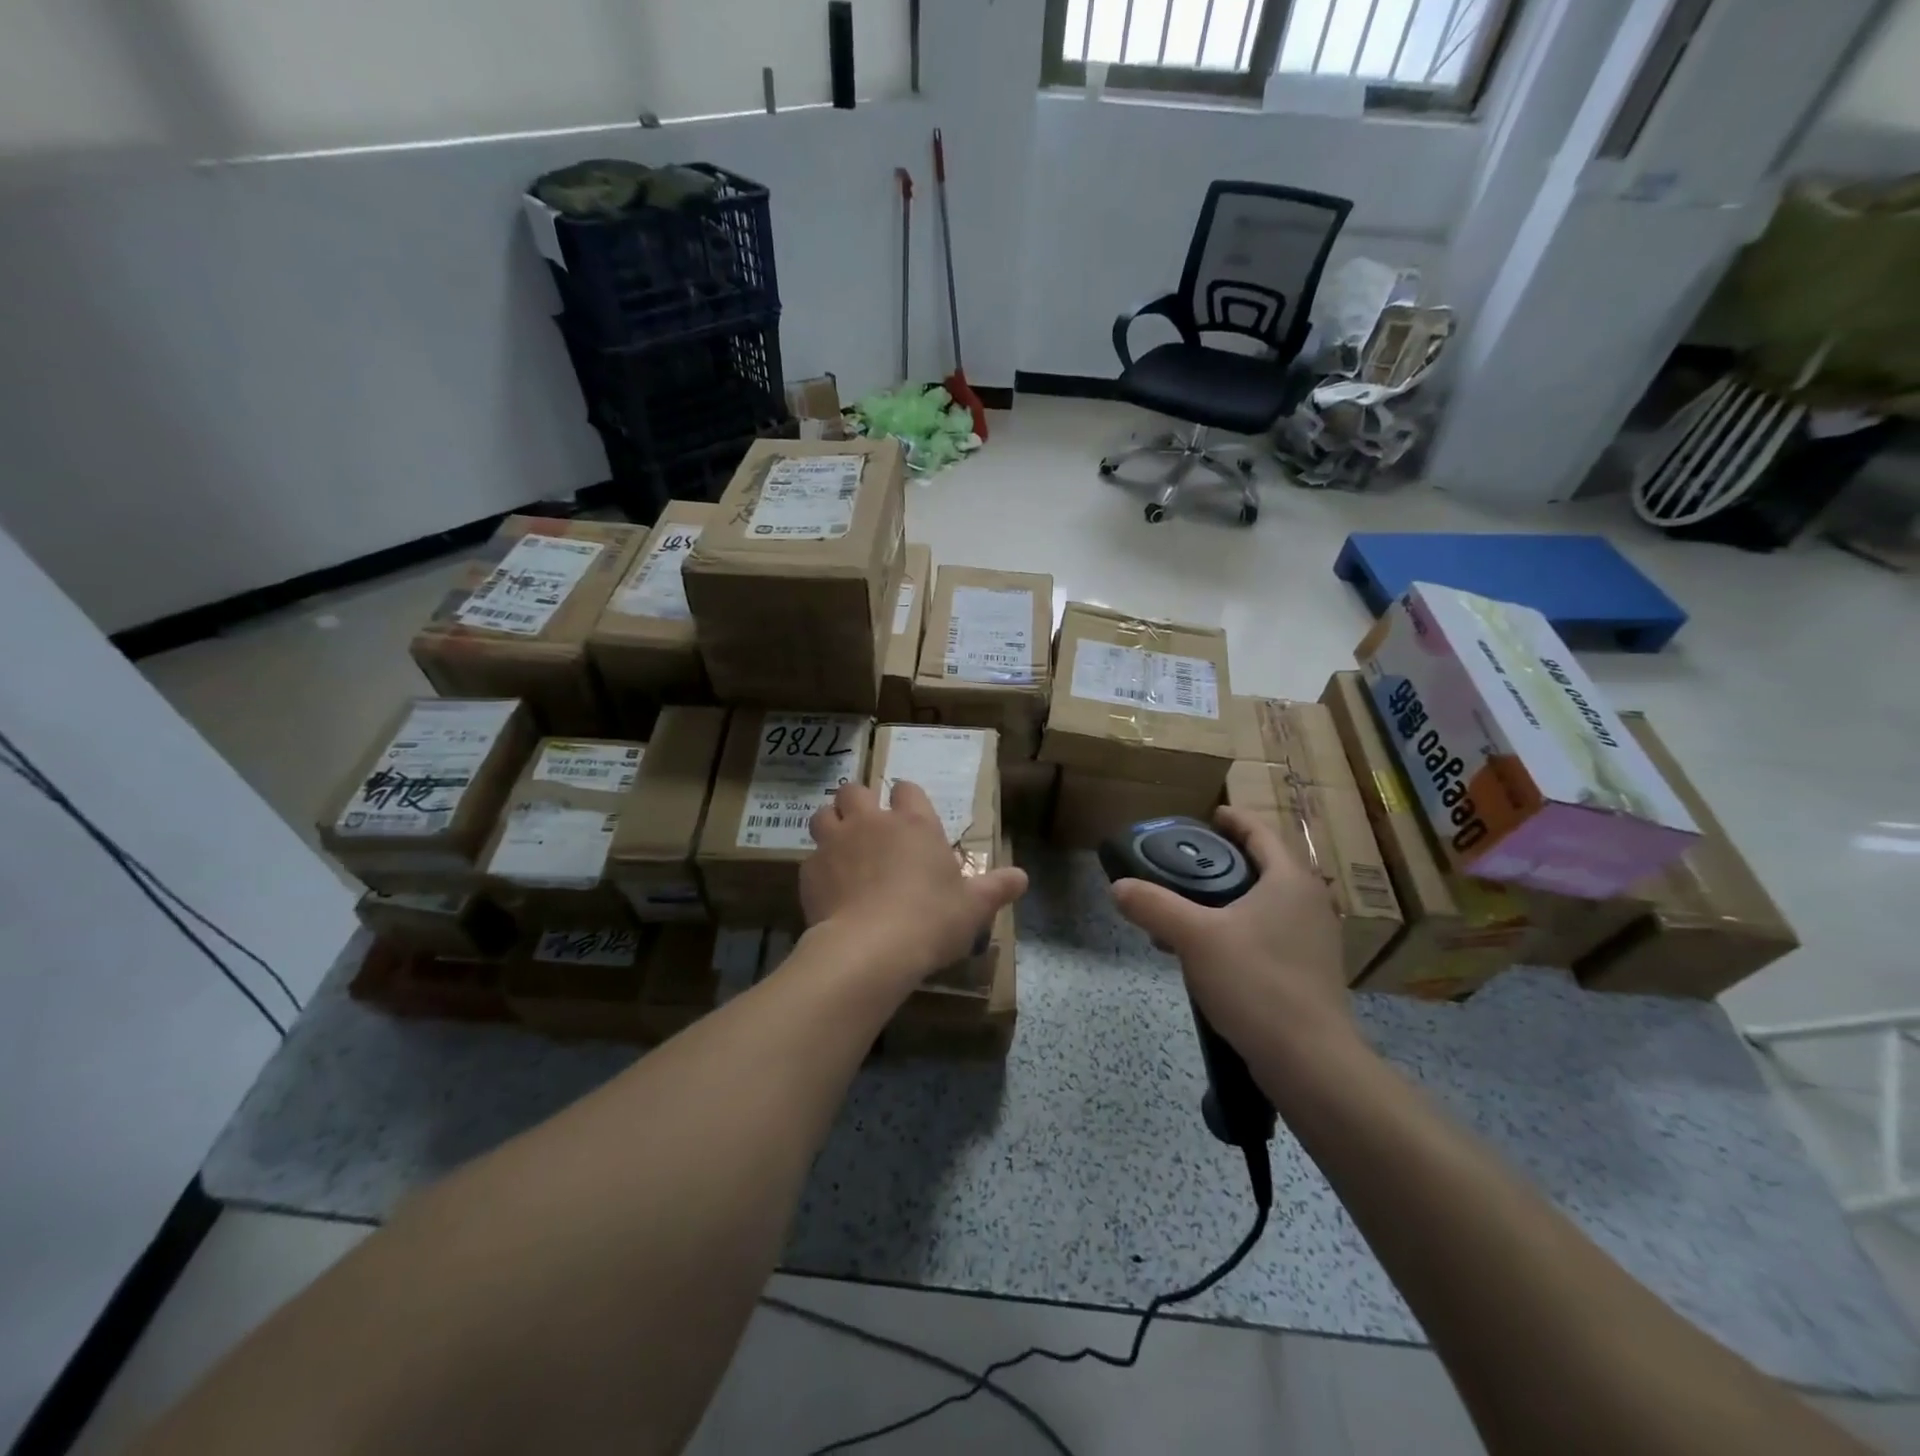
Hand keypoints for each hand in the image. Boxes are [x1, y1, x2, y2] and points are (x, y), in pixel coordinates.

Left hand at [801, 781, 1028, 986]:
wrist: (871, 949)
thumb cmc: (931, 920)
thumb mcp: (974, 907)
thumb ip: (997, 888)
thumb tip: (1023, 878)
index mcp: (914, 823)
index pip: (907, 789)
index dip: (908, 798)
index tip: (910, 815)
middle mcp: (872, 822)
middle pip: (855, 790)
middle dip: (860, 802)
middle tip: (869, 826)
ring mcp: (836, 843)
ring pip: (823, 814)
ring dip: (832, 824)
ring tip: (841, 847)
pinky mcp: (810, 871)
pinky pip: (810, 858)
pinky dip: (818, 868)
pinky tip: (829, 889)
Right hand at [1110, 807, 1355, 1060]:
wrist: (1309, 1061)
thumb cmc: (1256, 982)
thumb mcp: (1194, 938)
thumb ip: (1154, 905)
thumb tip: (1118, 886)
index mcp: (1289, 881)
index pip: (1260, 833)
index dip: (1233, 819)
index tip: (1208, 814)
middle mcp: (1309, 903)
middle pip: (1263, 867)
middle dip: (1223, 863)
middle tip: (1184, 865)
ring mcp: (1313, 940)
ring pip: (1264, 904)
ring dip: (1227, 901)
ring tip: (1185, 913)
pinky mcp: (1308, 972)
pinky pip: (1268, 934)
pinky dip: (1237, 930)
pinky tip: (1208, 953)